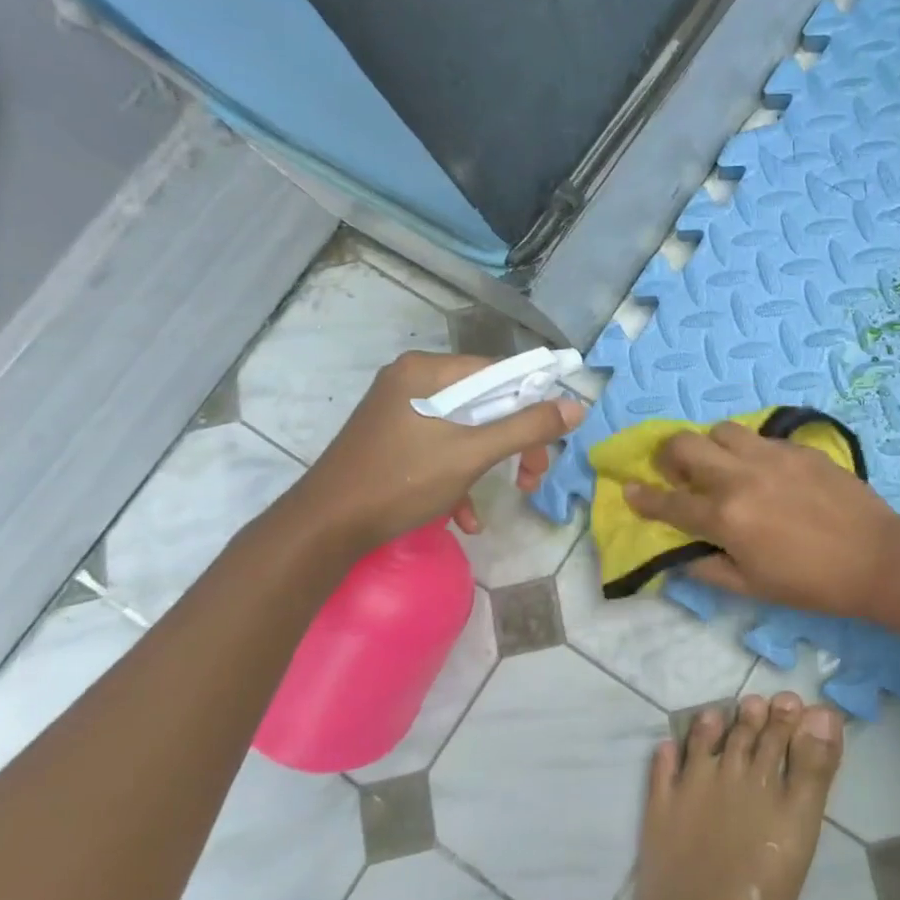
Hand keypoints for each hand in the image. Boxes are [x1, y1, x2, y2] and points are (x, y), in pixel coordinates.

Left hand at [291, 351, 582, 553]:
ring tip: (512, 493)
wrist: (323, 529)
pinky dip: (459, 476)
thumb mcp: (472, 453)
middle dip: (514, 440)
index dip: (533, 400)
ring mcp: (399, 412)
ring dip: (492, 462)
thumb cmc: (400, 481)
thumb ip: (526, 428)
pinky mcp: (391, 440)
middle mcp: (412, 381)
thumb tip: (575, 407)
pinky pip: (440, 447)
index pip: (498, 371)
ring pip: (466, 428)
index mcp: (427, 371)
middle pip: (484, 402)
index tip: (553, 437)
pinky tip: (465, 517)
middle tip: (532, 474)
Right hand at [625, 421, 899, 616]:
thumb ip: (709, 569)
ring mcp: (770, 456)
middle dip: (669, 455)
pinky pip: (759, 437)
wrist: (874, 556)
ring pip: (722, 430)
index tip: (629, 489)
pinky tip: (762, 468)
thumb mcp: (753, 588)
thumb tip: (683, 554)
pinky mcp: (797, 448)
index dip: (643, 498)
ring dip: (710, 446)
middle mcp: (740, 477)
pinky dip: (747, 448)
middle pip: (685, 445)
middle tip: (676, 470)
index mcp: (725, 518)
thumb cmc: (811, 583)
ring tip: (721, 465)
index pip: (670, 503)